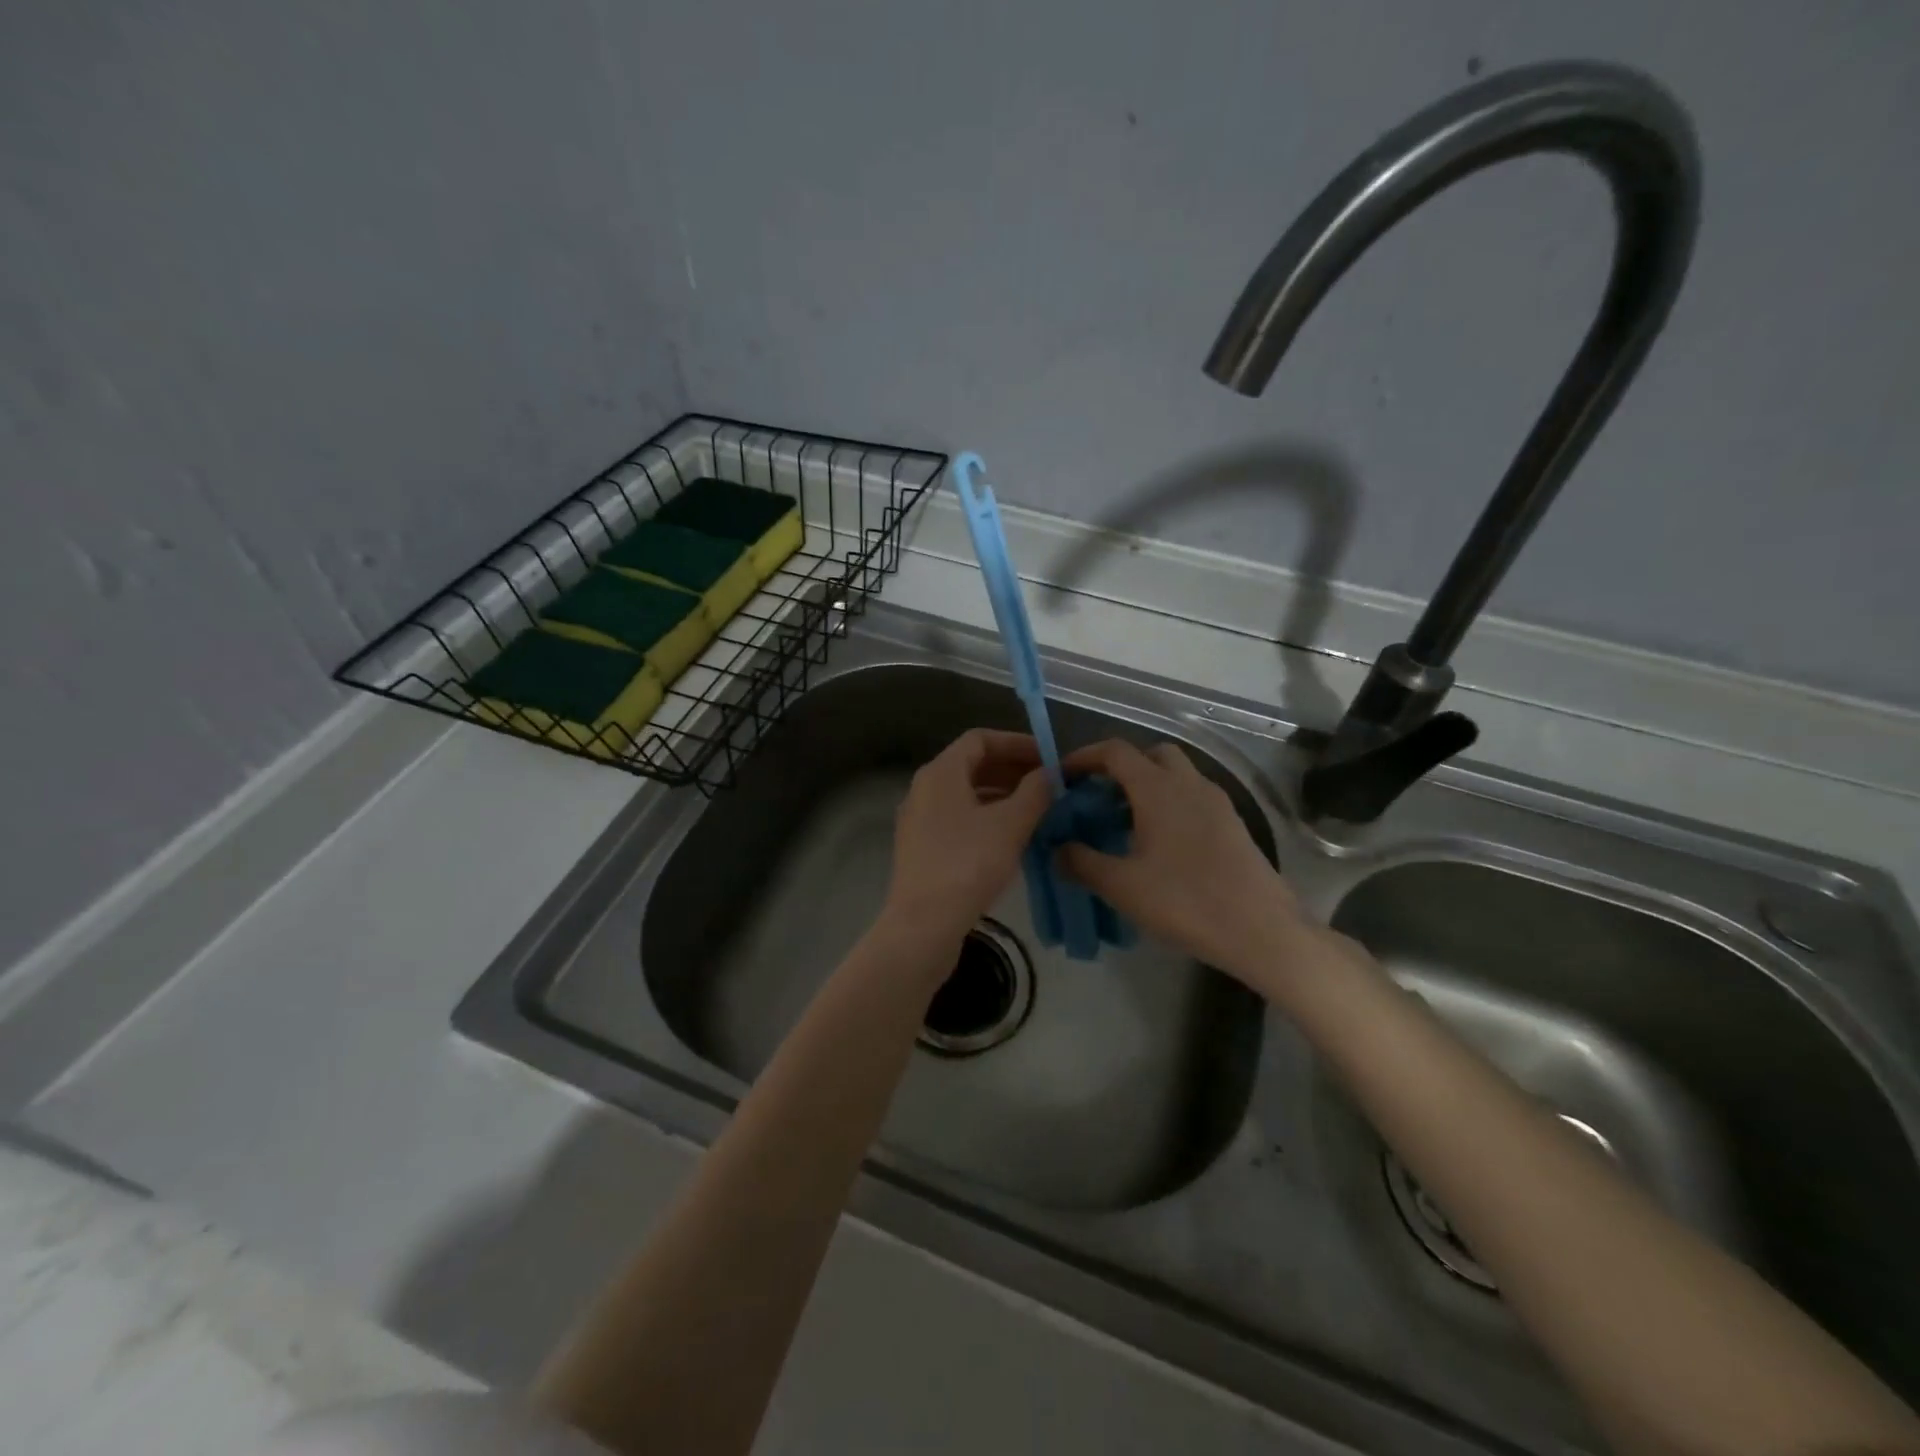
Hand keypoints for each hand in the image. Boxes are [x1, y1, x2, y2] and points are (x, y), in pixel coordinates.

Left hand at [885, 729, 1051, 944]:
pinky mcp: (922, 848)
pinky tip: (1012, 837)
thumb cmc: (968, 864)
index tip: (1048, 757)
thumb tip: (1050, 773)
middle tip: (1048, 783)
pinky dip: (986, 817)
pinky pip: (958, 818)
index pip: (980, 739)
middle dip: (1012, 769)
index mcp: (940, 772)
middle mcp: (924, 789)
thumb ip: (1035, 792)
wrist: (924, 924)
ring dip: (1002, 795)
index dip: (1016, 742)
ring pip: (966, 794)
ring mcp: (919, 820)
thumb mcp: (1011, 824)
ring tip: (1037, 809)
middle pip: (972, 765)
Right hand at [1058, 740, 1316, 989]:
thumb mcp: (1121, 886)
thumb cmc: (1185, 902)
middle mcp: (1189, 784)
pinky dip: (1170, 806)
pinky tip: (1159, 846)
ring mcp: (1217, 802)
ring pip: (1176, 776)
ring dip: (1147, 787)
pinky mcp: (1233, 825)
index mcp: (1158, 788)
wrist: (1261, 930)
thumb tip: (1057, 848)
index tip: (1062, 777)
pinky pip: (1193, 799)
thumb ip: (1081, 862)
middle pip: (1151, 754)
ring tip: (1124, 825)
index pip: (1115, 751)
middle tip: (1098, 799)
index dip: (1084, 757)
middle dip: (1121, 768)